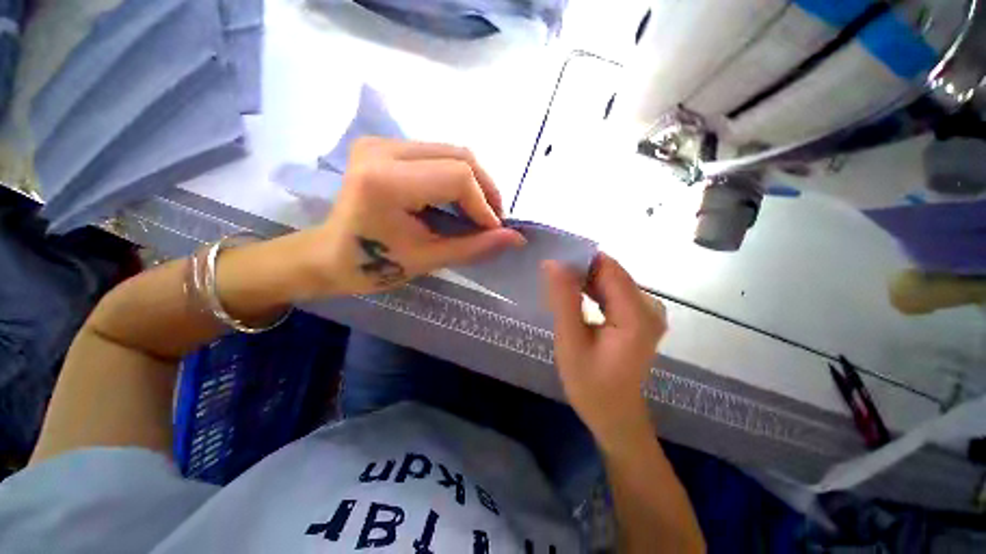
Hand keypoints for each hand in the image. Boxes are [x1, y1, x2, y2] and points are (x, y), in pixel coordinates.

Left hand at [297, 137, 525, 295]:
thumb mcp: (429, 259)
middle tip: (493, 220)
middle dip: (485, 190)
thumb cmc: (375, 266)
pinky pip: (437, 154)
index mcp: (386, 182)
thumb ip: (475, 247)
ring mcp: (382, 143)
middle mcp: (383, 150)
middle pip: (459, 156)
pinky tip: (459, 199)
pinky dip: (457, 177)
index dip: (483, 205)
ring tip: (480, 211)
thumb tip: (516, 239)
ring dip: (474, 182)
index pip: (457, 177)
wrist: (331, 255)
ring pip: (451, 151)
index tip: (493, 231)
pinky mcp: (385, 145)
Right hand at [543, 254, 666, 453]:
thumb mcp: (570, 343)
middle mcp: (649, 307)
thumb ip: (563, 301)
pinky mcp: (639, 316)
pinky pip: (612, 292)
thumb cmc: (591, 386)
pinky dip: (591, 290)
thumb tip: (552, 263)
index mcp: (637, 314)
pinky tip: (572, 297)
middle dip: (579, 270)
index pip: (609, 268)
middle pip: (610, 273)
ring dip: (583, 280)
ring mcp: (647, 311)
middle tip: (548, 274)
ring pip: (610, 280)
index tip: (552, 258)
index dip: (580, 258)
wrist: (615, 416)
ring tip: (555, 284)